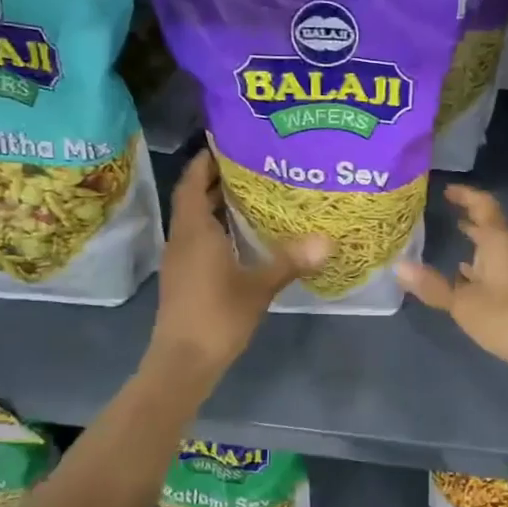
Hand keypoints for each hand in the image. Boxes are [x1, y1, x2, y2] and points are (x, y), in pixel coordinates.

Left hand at [149, 151, 330, 381]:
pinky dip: (217, 227)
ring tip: (253, 194)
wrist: (183, 362)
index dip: (206, 161)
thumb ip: (290, 260)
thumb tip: (327, 240)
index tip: (229, 144)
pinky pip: (198, 239)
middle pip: (194, 198)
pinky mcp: (184, 277)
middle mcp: (181, 239)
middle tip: (253, 166)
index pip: (193, 183)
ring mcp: (180, 260)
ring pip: (196, 220)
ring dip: (217, 204)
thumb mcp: (259, 286)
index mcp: (194, 231)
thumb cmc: (217, 316)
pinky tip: (243, 236)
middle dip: (217, 180)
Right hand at [396, 185, 507, 367]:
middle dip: (469, 215)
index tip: (447, 190)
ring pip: (494, 245)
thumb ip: (432, 285)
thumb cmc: (505, 316)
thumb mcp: (463, 303)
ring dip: (476, 239)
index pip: (483, 206)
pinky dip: (481, 262)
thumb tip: (398, 267)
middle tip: (445, 209)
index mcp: (498, 242)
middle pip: (490, 223)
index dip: (466, 195)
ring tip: (452, 235)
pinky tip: (465, 273)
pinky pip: (498, 265)